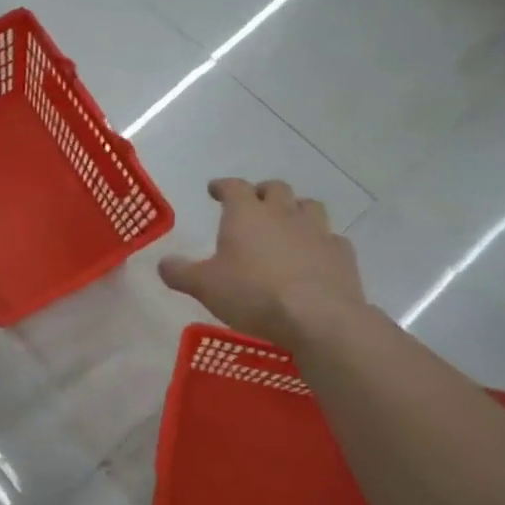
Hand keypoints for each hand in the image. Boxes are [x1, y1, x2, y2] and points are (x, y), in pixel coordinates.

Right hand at [158, 178, 365, 348]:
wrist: (317, 318)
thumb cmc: (253, 294)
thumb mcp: (204, 286)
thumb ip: (181, 273)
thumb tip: (162, 264)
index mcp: (246, 214)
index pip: (233, 187)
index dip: (222, 186)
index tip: (215, 189)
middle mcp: (283, 214)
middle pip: (275, 189)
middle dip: (262, 192)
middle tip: (253, 203)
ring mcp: (317, 232)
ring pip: (309, 206)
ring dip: (296, 210)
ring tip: (287, 223)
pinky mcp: (342, 254)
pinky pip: (332, 239)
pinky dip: (321, 242)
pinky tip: (315, 255)